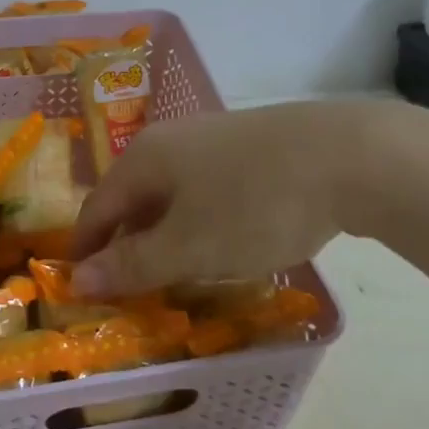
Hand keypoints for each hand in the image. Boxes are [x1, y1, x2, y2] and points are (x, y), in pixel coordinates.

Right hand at [69, 100, 417, 297]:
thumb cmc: (254, 205)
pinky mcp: (253, 147)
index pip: (97, 208)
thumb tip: (76, 279)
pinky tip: (224, 242)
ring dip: (166, 235)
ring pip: (173, 194)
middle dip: (128, 245)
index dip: (86, 250)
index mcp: (144, 159)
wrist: (353, 157)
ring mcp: (215, 139)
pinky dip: (201, 222)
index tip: (82, 288)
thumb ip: (132, 265)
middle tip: (133, 290)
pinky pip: (208, 190)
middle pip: (133, 199)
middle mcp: (171, 141)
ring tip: (177, 273)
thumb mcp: (188, 246)